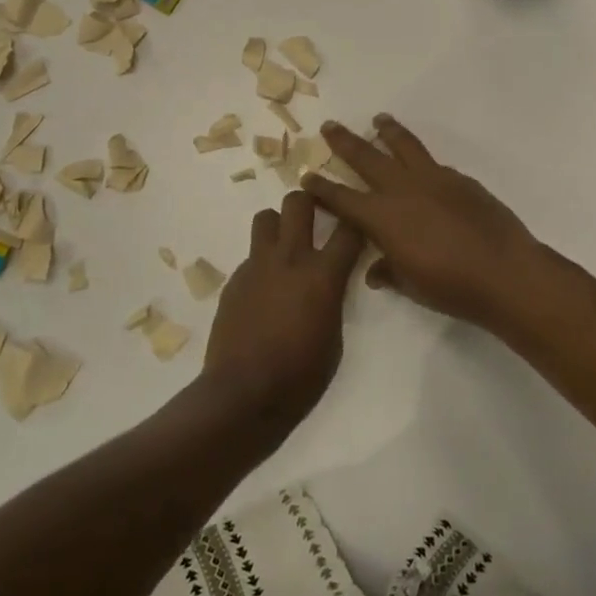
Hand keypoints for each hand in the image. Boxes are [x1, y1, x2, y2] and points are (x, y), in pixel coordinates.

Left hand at [200, 191, 364, 428]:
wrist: (243, 393)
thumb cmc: (300, 376)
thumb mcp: (334, 338)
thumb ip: (333, 299)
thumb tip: (328, 285)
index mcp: (322, 275)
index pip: (349, 229)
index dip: (358, 222)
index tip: (360, 224)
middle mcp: (289, 258)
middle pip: (298, 202)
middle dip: (310, 201)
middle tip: (316, 216)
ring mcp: (257, 265)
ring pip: (266, 217)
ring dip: (278, 225)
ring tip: (285, 247)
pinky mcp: (235, 279)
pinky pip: (252, 256)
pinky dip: (262, 263)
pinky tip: (264, 291)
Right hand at [303, 115, 540, 330]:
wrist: (505, 272)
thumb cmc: (451, 287)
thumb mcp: (411, 285)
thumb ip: (389, 272)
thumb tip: (375, 271)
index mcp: (383, 217)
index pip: (342, 198)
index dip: (322, 188)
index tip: (306, 176)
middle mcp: (402, 189)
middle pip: (366, 157)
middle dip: (345, 142)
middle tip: (330, 126)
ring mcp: (434, 179)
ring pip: (404, 146)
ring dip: (388, 131)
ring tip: (379, 119)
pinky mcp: (460, 180)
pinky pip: (434, 164)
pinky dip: (422, 159)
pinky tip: (423, 165)